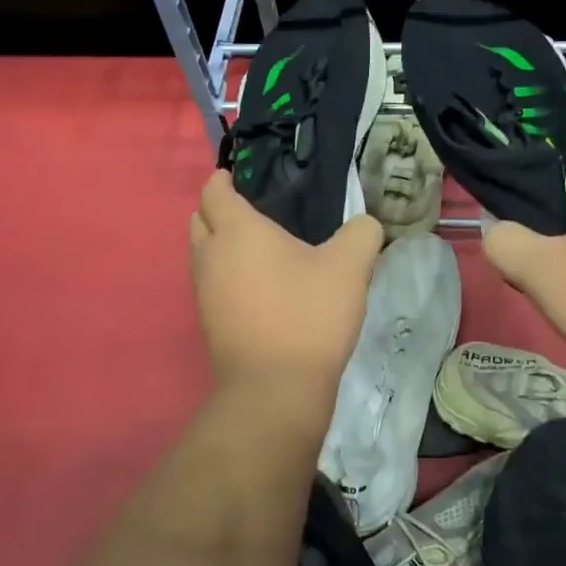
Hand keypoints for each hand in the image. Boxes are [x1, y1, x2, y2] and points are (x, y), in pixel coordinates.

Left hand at [190, 170, 383, 415]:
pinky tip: (257, 289)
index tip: (237, 177)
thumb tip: (365, 225)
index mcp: (237, 230)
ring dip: (220, 246)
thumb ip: (361, 233)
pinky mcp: (208, 323)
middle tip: (251, 213)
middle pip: (200, 220)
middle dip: (218, 211)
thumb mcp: (350, 266)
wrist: (275, 388)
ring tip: (257, 251)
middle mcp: (210, 256)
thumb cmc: (308, 315)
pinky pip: (210, 285)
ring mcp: (203, 292)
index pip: (214, 191)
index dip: (223, 179)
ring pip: (202, 255)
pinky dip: (225, 276)